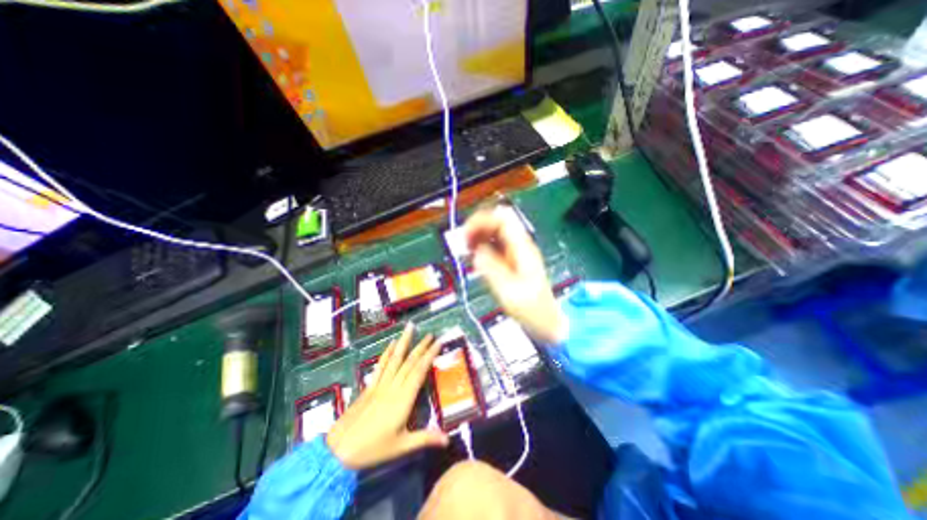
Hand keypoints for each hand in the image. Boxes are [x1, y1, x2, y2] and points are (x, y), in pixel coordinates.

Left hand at [325, 324, 448, 469]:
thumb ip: (425, 439)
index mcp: (403, 399)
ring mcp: (380, 385)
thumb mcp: (402, 446)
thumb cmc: (373, 449)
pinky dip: (386, 353)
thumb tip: (448, 439)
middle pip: (409, 362)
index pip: (419, 371)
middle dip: (421, 346)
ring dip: (403, 342)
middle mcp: (393, 387)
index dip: (429, 355)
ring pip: (394, 359)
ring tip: (409, 327)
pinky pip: (380, 366)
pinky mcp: (369, 387)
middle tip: (430, 333)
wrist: (339, 451)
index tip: (438, 342)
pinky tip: (391, 343)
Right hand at [463, 207, 563, 345]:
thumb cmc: (532, 309)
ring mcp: (517, 252)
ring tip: (468, 250)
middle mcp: (520, 246)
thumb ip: (491, 268)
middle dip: (478, 227)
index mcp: (523, 249)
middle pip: (498, 221)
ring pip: (495, 232)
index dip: (482, 221)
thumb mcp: (509, 291)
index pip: (502, 219)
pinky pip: (495, 244)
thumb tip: (477, 251)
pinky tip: (476, 257)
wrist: (546, 320)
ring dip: (479, 236)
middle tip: (465, 243)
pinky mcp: (512, 260)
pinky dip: (483, 246)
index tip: (467, 234)